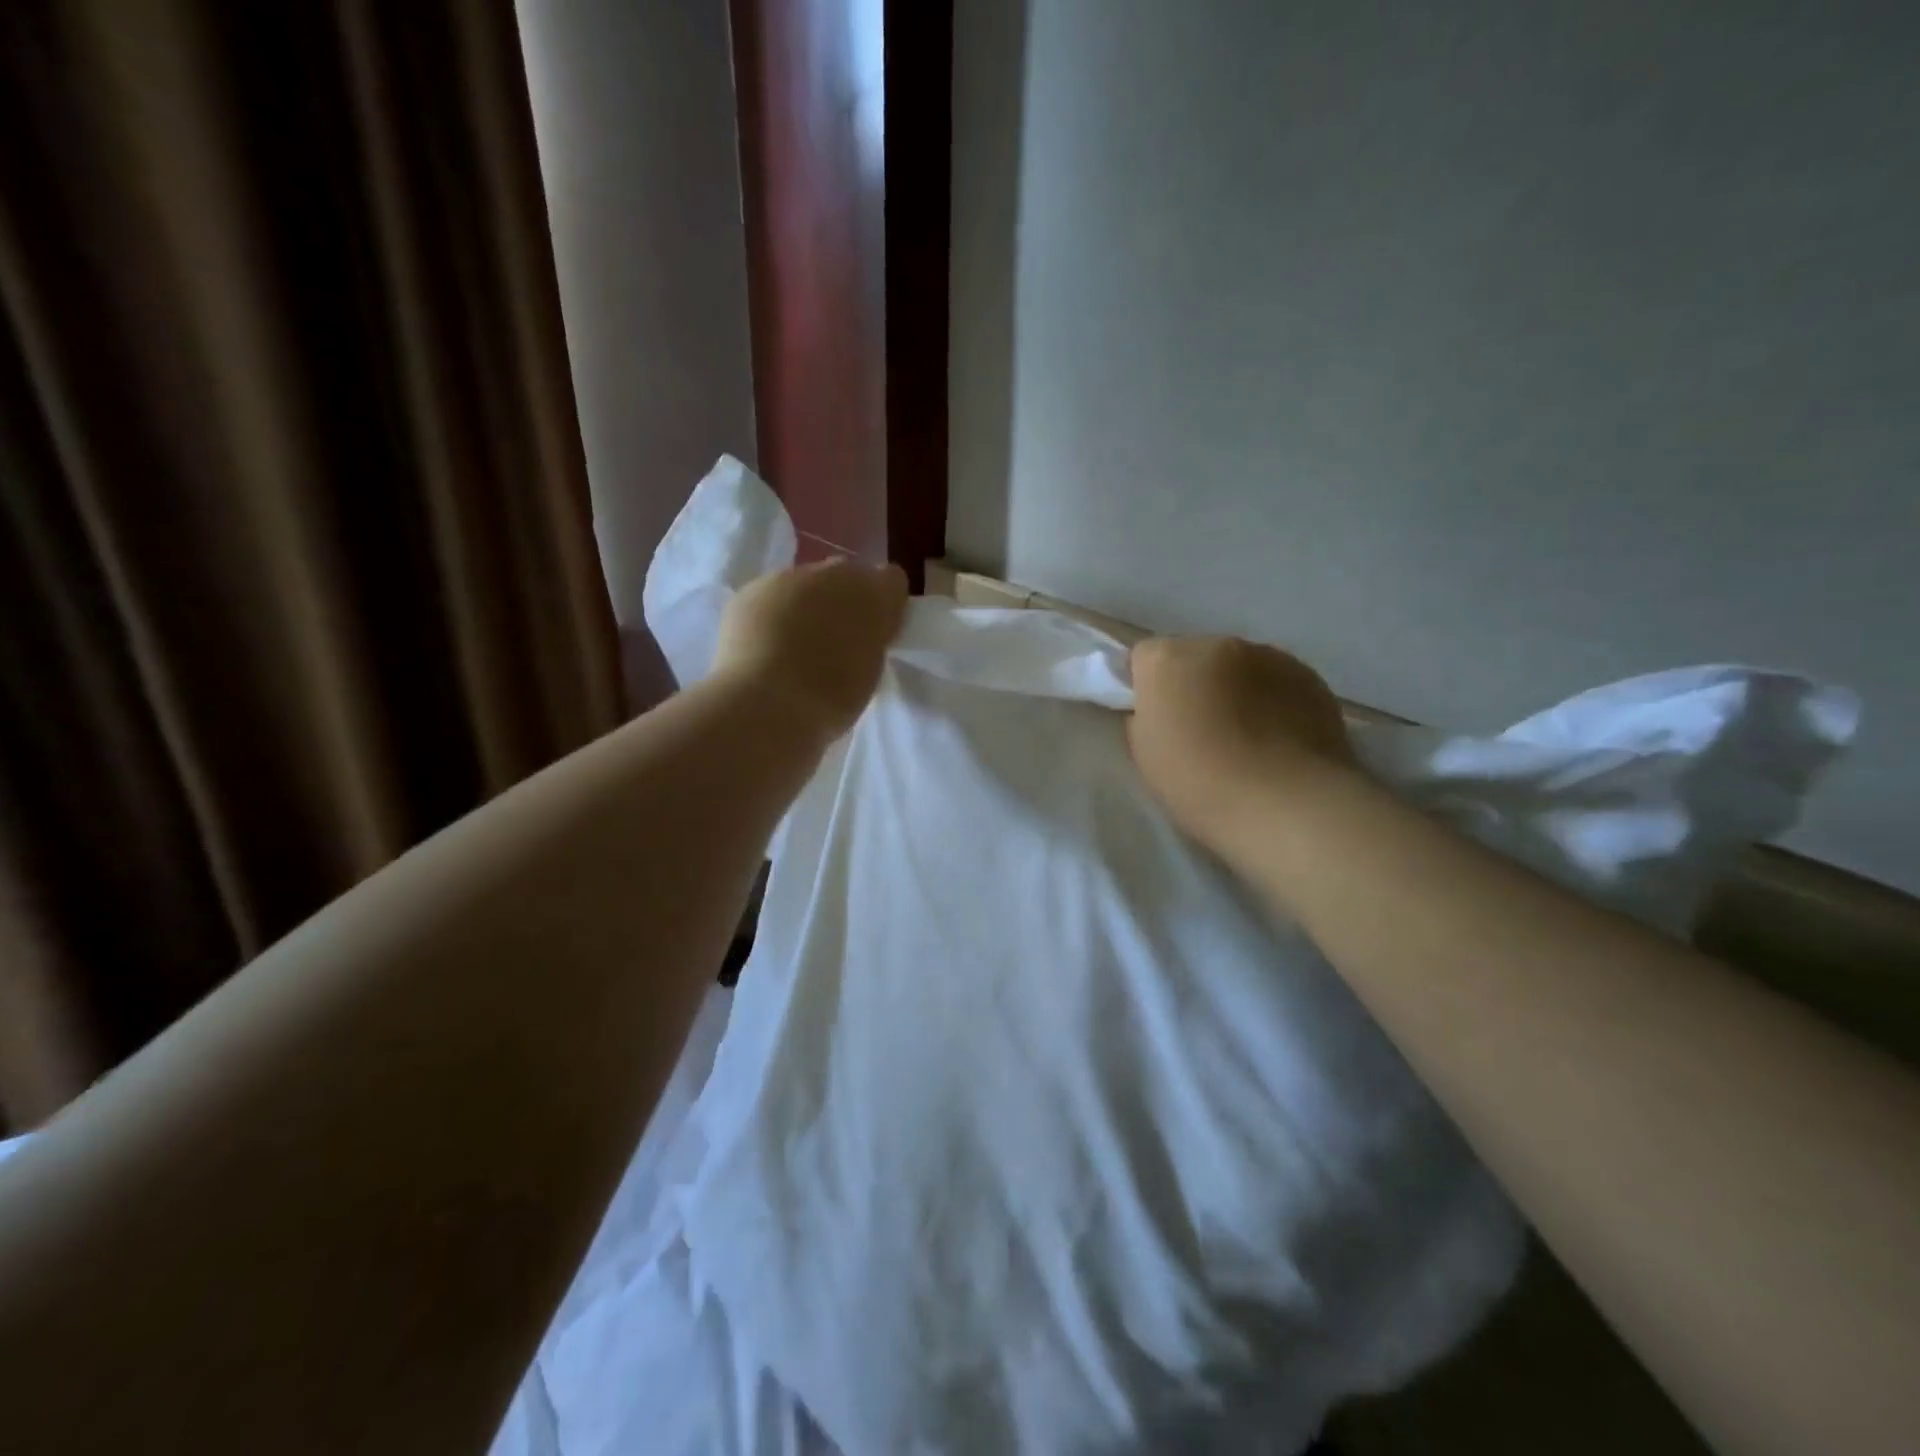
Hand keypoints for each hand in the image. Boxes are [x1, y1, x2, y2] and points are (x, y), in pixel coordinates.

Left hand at [713, 560, 909, 738]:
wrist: (766, 705)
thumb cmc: (832, 699)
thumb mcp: (871, 672)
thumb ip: (872, 640)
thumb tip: (861, 631)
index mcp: (874, 594)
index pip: (891, 582)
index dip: (883, 607)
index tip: (875, 635)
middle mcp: (833, 573)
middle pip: (844, 576)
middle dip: (842, 602)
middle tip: (834, 643)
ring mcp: (788, 577)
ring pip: (803, 584)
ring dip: (804, 607)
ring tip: (793, 648)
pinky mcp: (750, 591)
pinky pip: (768, 598)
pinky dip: (770, 616)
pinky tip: (763, 648)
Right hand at [1127, 636, 1356, 849]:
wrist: (1285, 806)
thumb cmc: (1199, 784)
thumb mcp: (1145, 754)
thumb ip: (1145, 718)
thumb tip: (1161, 710)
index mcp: (1168, 661)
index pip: (1144, 656)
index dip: (1146, 685)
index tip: (1155, 717)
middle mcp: (1217, 645)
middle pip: (1196, 656)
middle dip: (1195, 683)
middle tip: (1200, 730)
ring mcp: (1270, 657)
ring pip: (1241, 667)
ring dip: (1237, 690)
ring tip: (1247, 738)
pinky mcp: (1310, 678)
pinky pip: (1279, 683)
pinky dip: (1274, 702)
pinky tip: (1280, 741)